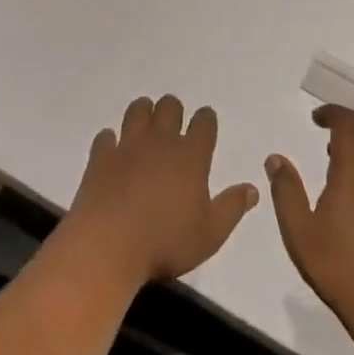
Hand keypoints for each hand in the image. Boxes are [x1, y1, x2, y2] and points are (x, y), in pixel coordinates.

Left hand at [67, 95, 257, 285]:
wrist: (108, 247)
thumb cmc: (165, 242)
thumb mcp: (210, 234)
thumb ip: (232, 208)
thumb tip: (252, 189)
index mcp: (191, 156)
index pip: (203, 123)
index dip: (206, 119)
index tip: (205, 121)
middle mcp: (160, 143)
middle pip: (169, 107)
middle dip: (173, 109)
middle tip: (173, 122)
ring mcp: (127, 147)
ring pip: (137, 111)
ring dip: (143, 112)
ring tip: (145, 123)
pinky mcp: (100, 158)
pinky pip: (106, 136)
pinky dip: (111, 139)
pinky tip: (113, 149)